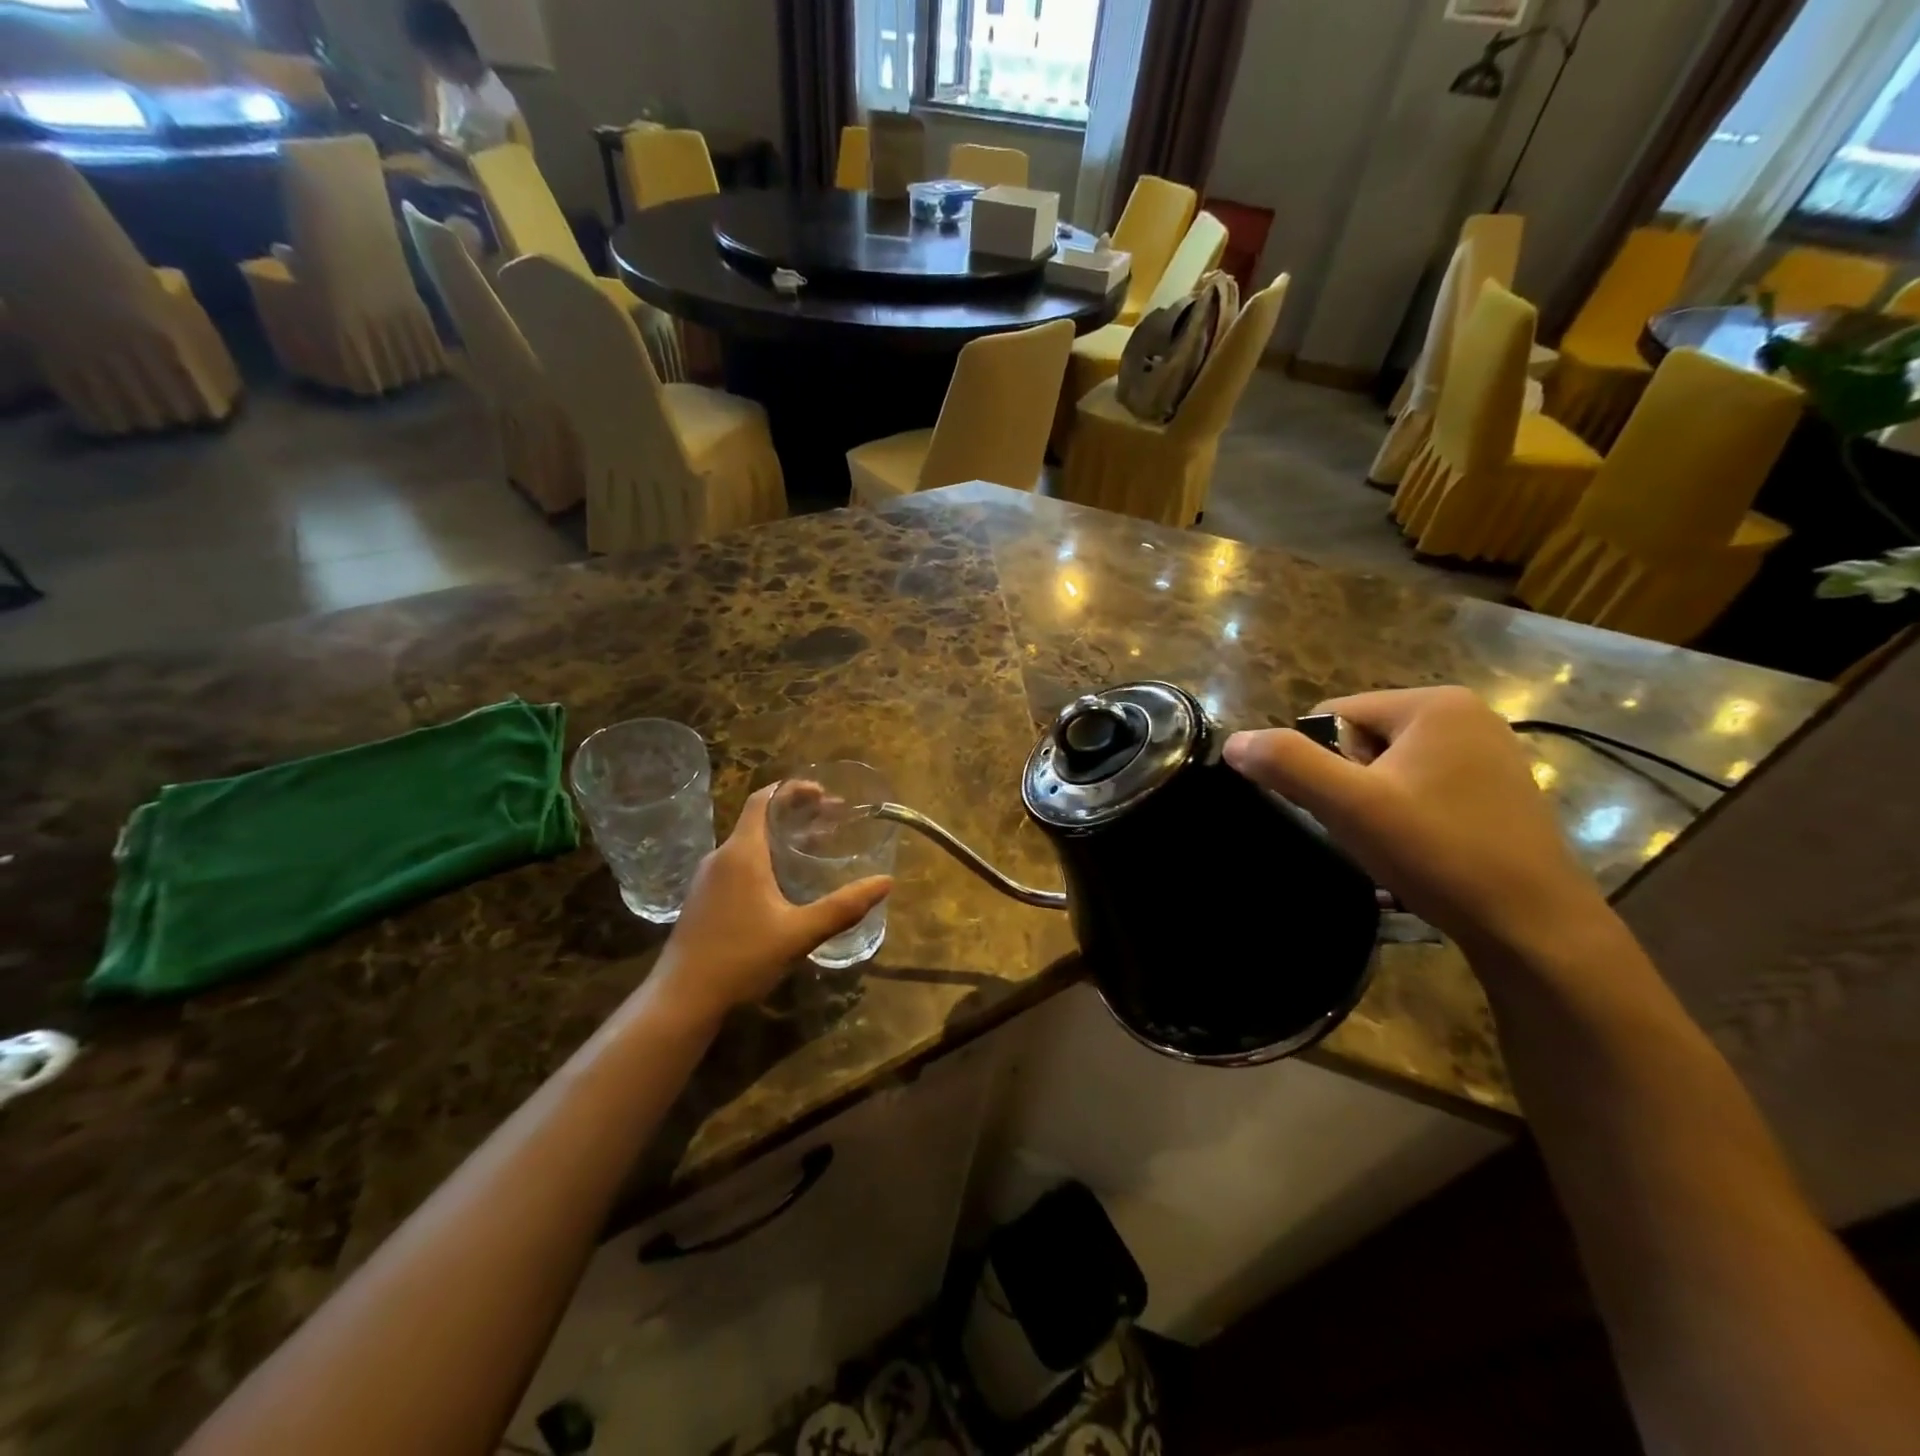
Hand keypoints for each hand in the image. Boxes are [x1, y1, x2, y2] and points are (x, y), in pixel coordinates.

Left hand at [645, 785, 891, 1024]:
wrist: (682, 1000)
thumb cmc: (741, 958)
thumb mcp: (799, 933)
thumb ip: (843, 907)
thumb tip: (886, 882)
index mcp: (742, 854)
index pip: (764, 800)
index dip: (793, 790)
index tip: (824, 792)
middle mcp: (721, 857)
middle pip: (759, 819)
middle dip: (796, 813)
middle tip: (832, 818)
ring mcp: (708, 879)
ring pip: (749, 843)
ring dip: (782, 837)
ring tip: (815, 845)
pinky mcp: (704, 899)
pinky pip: (739, 864)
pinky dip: (767, 857)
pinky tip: (785, 882)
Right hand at [1224, 687, 1613, 963]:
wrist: (1534, 928)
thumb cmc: (1439, 853)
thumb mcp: (1350, 805)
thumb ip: (1287, 764)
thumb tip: (1234, 741)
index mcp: (1433, 703)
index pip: (1332, 715)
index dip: (1317, 763)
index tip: (1340, 809)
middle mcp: (1467, 715)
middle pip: (1360, 739)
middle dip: (1348, 784)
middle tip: (1367, 830)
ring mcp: (1488, 753)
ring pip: (1389, 768)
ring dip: (1373, 803)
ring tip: (1392, 844)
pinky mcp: (1497, 790)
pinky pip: (1422, 787)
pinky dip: (1405, 814)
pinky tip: (1417, 850)